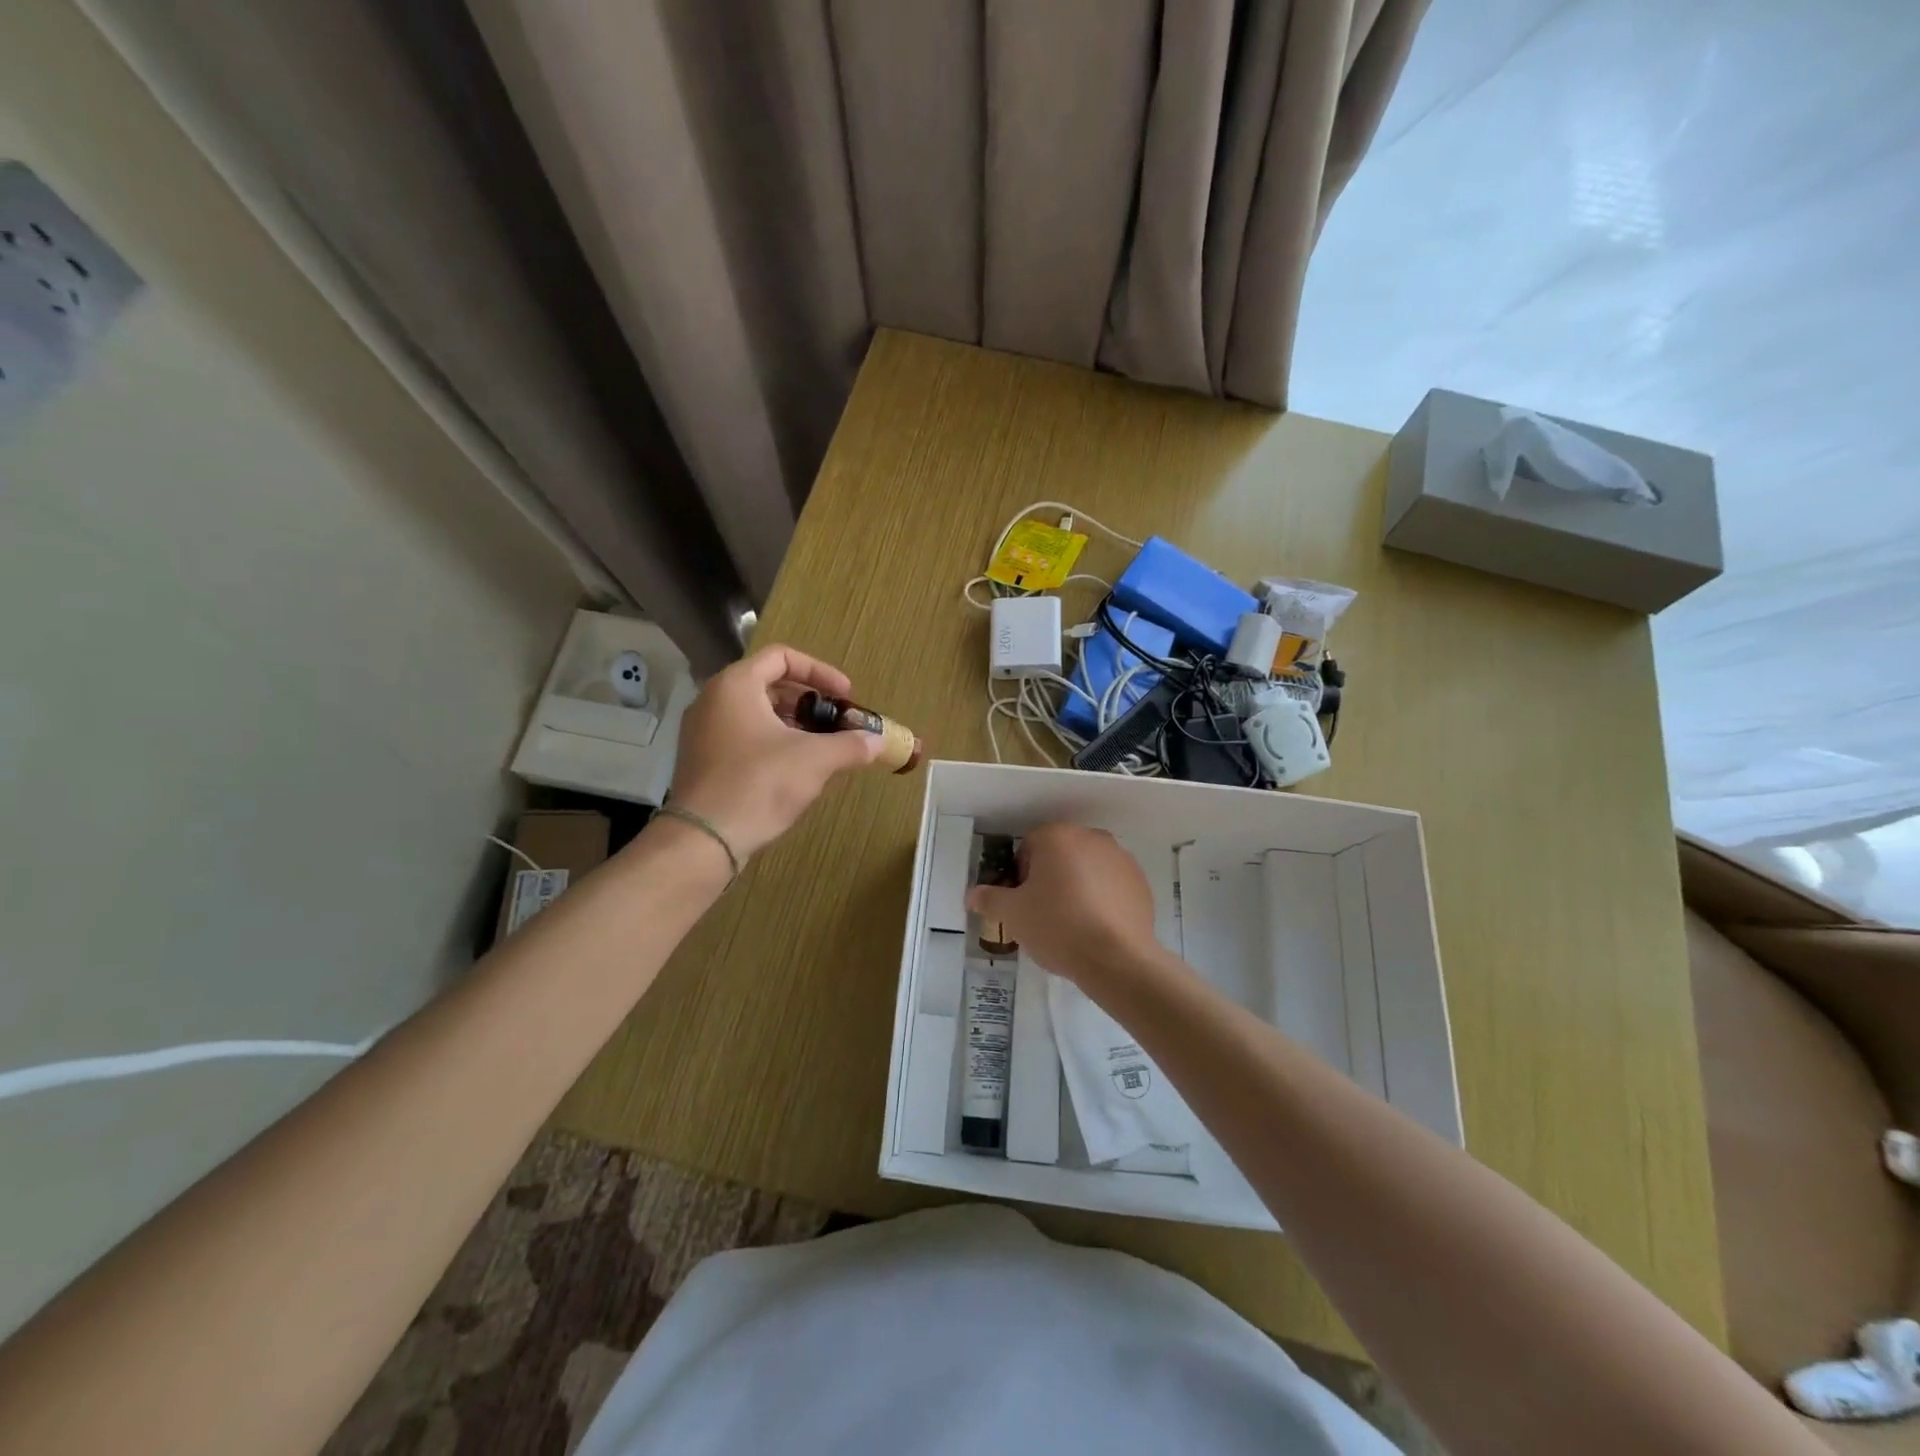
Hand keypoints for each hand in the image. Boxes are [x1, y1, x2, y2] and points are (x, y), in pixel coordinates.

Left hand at [668, 644, 883, 857]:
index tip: (846, 697)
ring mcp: (703, 731)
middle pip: (769, 685)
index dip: (820, 672)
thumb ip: (851, 745)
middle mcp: (713, 700)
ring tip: (823, 747)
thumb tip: (881, 742)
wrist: (704, 839)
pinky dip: (773, 742)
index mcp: (736, 685)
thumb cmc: (759, 784)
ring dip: (794, 724)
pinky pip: (743, 737)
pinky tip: (796, 770)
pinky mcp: (702, 760)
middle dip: (810, 702)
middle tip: (837, 722)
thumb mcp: (815, 760)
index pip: (782, 657)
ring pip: (756, 713)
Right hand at [966, 823, 1159, 987]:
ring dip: (1077, 887)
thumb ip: (990, 899)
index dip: (1020, 874)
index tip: (1022, 902)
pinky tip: (1096, 928)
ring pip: (1087, 868)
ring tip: (1071, 924)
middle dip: (1049, 878)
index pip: (1029, 846)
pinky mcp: (1140, 882)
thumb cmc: (1056, 926)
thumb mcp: (1012, 915)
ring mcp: (1121, 858)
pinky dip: (1102, 899)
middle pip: (1060, 854)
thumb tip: (972, 895)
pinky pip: (1111, 885)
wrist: (1115, 958)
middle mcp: (1091, 837)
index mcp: (1057, 836)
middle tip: (1043, 914)